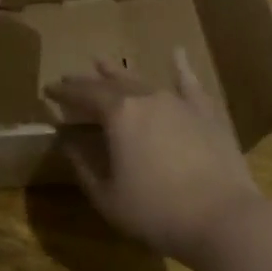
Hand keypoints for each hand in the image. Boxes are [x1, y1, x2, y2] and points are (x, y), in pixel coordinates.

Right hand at [46, 48, 264, 265]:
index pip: (83, 95)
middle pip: (110, 83)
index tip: (48, 88)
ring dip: (121, 72)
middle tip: (71, 78)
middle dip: (88, 81)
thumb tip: (68, 144)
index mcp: (118, 115)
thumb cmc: (157, 212)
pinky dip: (180, 67)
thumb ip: (84, 167)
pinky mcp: (206, 113)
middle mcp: (146, 98)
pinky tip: (177, 52)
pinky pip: (189, 84)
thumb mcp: (108, 197)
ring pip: (143, 80)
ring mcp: (179, 102)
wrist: (223, 218)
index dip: (64, 92)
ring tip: (104, 62)